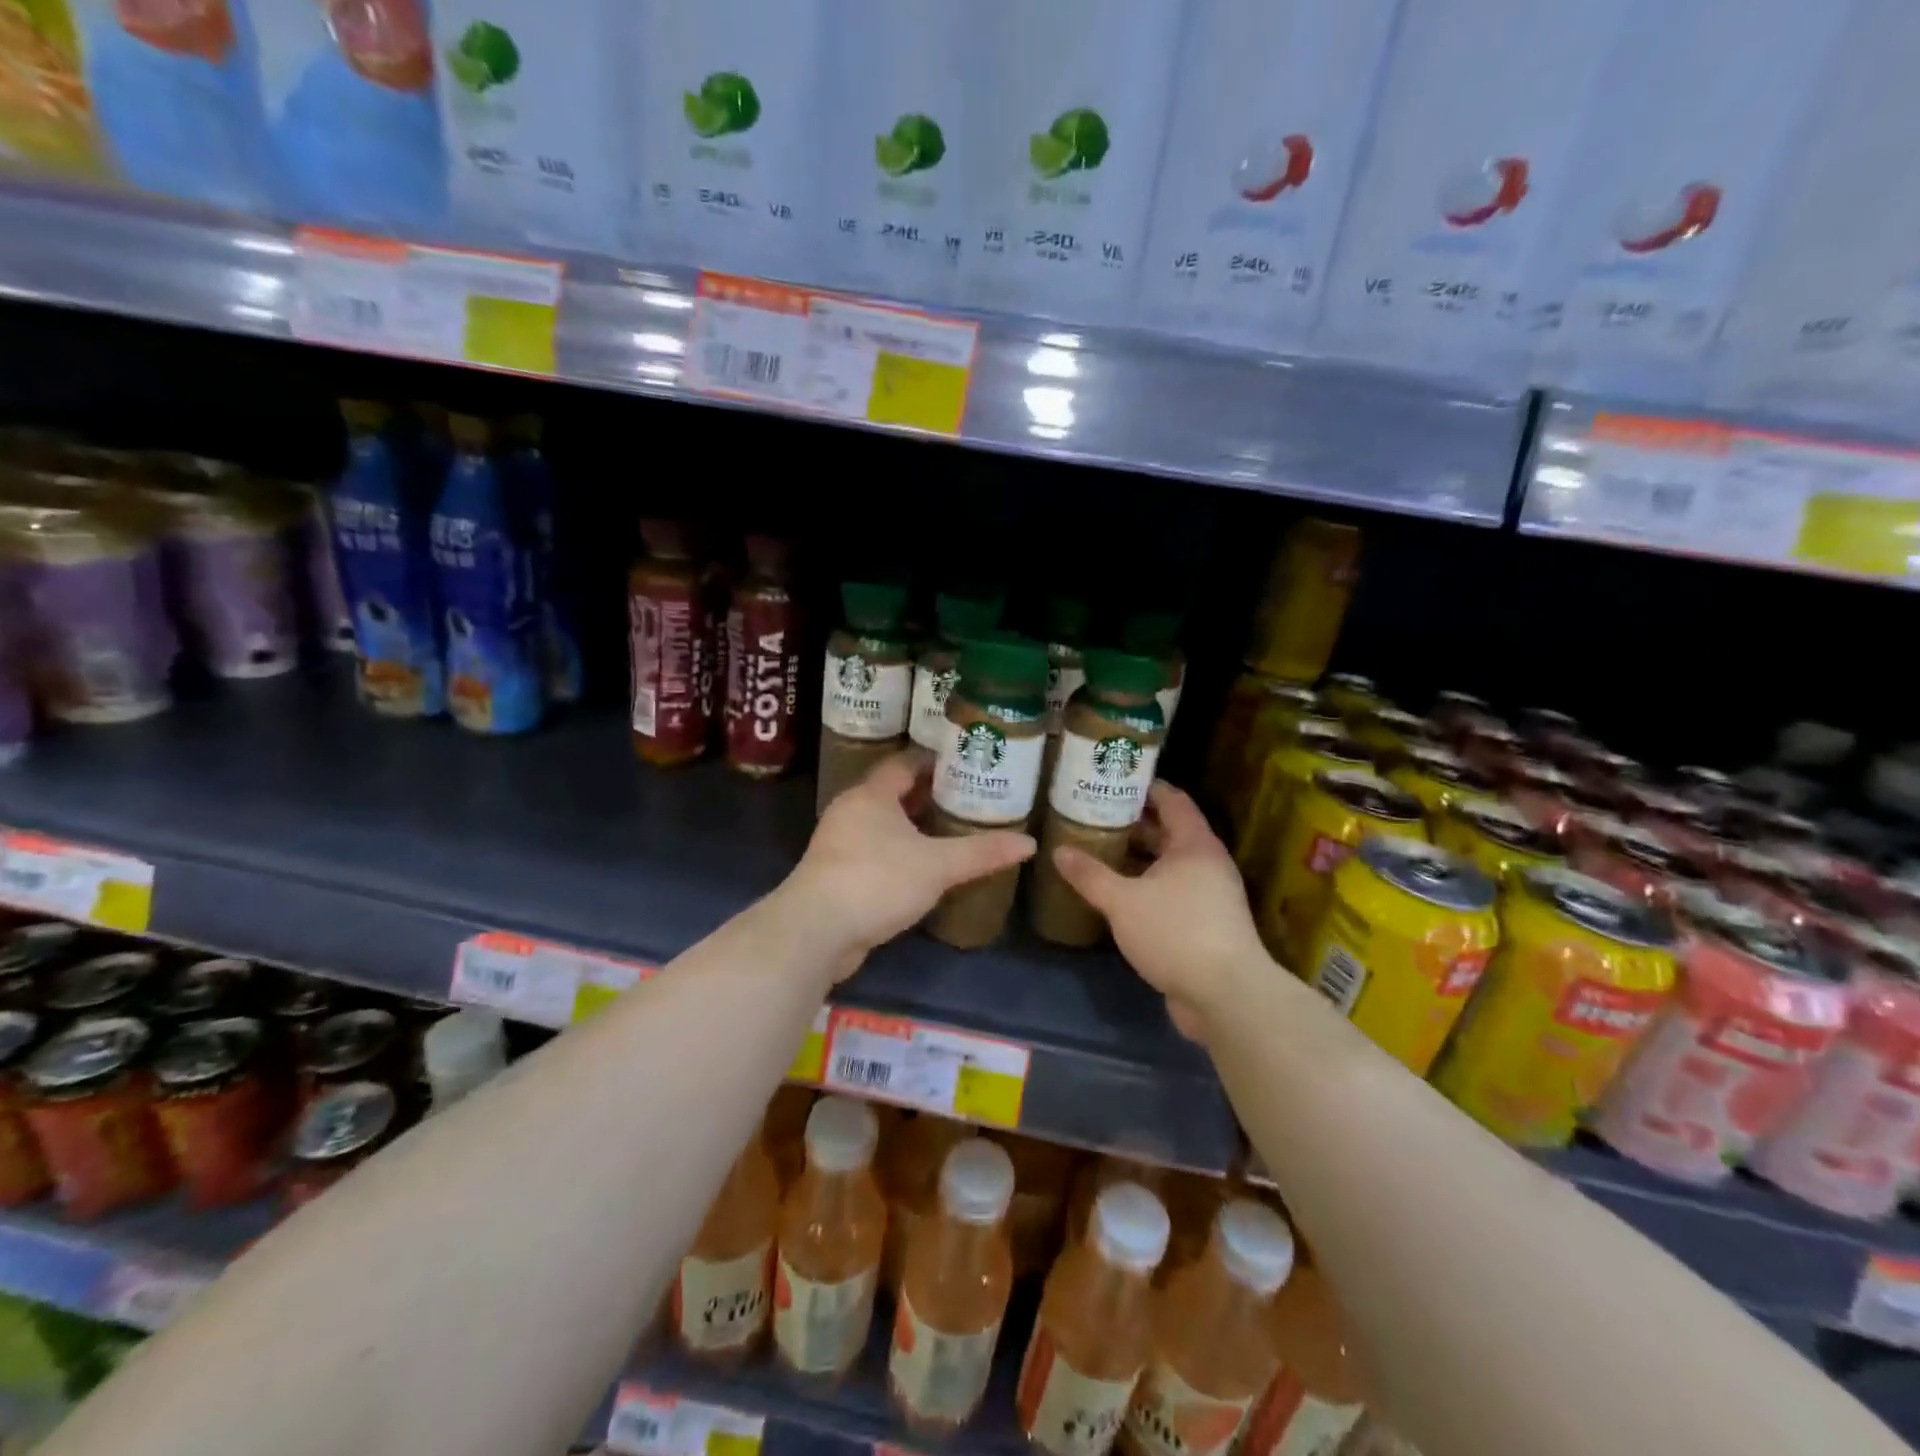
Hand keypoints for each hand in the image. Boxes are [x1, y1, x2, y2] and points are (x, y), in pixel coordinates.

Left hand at [783, 750, 1035, 975]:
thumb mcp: (938, 865)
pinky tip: (921, 868)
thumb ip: (982, 852)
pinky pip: (872, 851)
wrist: (817, 931)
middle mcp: (851, 811)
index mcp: (872, 795)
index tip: (963, 765)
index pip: (903, 764)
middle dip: (926, 795)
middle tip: (965, 798)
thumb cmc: (878, 881)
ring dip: (911, 826)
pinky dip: (897, 852)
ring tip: (949, 831)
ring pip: (881, 824)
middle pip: (892, 792)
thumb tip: (1030, 843)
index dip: (933, 762)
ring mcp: (839, 843)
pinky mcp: (836, 874)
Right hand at [1052, 782, 1266, 1039]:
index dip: (1145, 787)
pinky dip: (1145, 886)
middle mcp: (1206, 863)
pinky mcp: (1205, 924)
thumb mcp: (1122, 901)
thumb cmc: (1176, 933)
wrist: (1226, 996)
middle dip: (1133, 823)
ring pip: (1168, 864)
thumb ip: (1090, 875)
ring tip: (1098, 850)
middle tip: (1094, 815)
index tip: (1113, 780)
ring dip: (1138, 858)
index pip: (1172, 799)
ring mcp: (1209, 895)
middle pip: (1169, 831)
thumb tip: (1058, 851)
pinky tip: (1117, 893)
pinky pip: (1171, 891)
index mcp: (1194, 844)